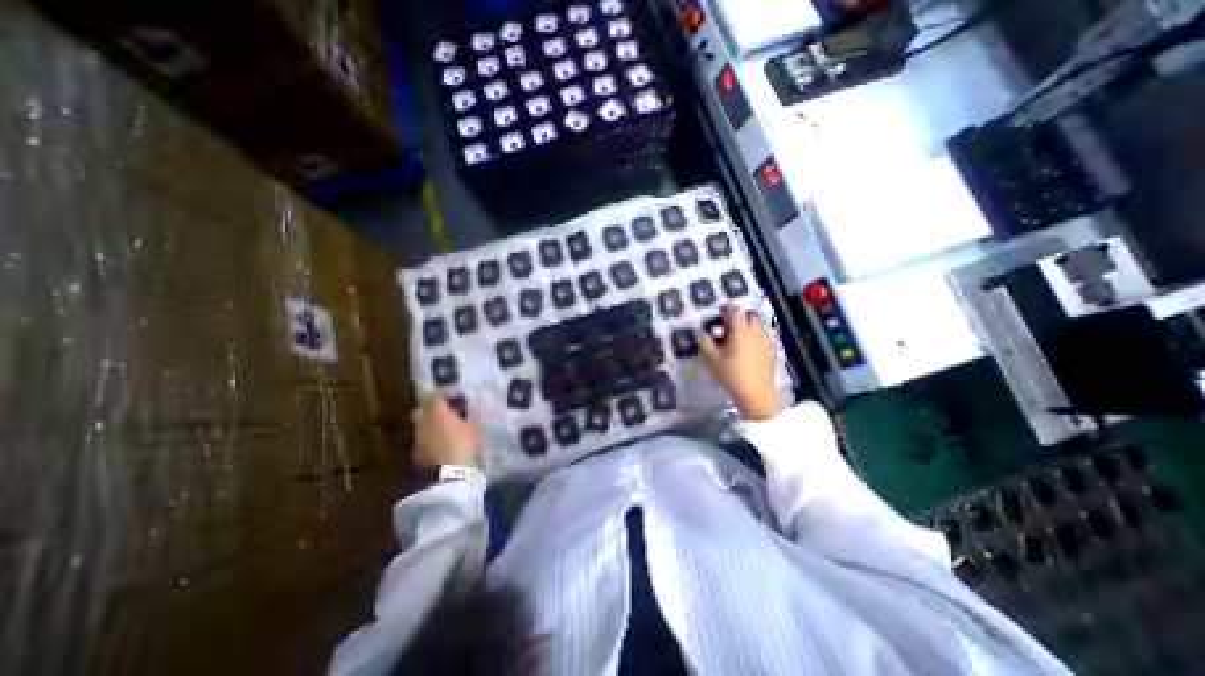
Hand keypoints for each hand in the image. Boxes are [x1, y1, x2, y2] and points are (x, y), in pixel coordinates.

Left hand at [408, 397, 475, 469]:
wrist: (448, 475)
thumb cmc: (463, 444)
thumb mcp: (473, 426)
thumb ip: (467, 414)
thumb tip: (465, 407)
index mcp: (436, 411)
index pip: (438, 394)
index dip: (448, 392)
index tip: (459, 395)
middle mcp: (422, 421)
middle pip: (425, 407)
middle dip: (436, 406)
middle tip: (450, 409)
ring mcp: (417, 437)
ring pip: (423, 423)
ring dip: (433, 422)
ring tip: (447, 426)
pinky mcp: (416, 452)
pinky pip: (424, 437)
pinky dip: (431, 435)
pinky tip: (443, 440)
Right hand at [696, 306, 782, 420]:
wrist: (755, 393)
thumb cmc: (731, 374)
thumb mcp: (711, 359)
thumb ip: (706, 342)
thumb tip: (704, 333)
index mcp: (741, 330)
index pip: (735, 311)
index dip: (727, 308)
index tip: (720, 310)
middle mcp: (756, 332)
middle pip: (750, 316)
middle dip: (740, 318)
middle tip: (729, 327)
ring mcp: (766, 341)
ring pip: (758, 326)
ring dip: (748, 327)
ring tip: (737, 339)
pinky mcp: (771, 351)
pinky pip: (763, 337)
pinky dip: (755, 337)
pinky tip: (747, 349)